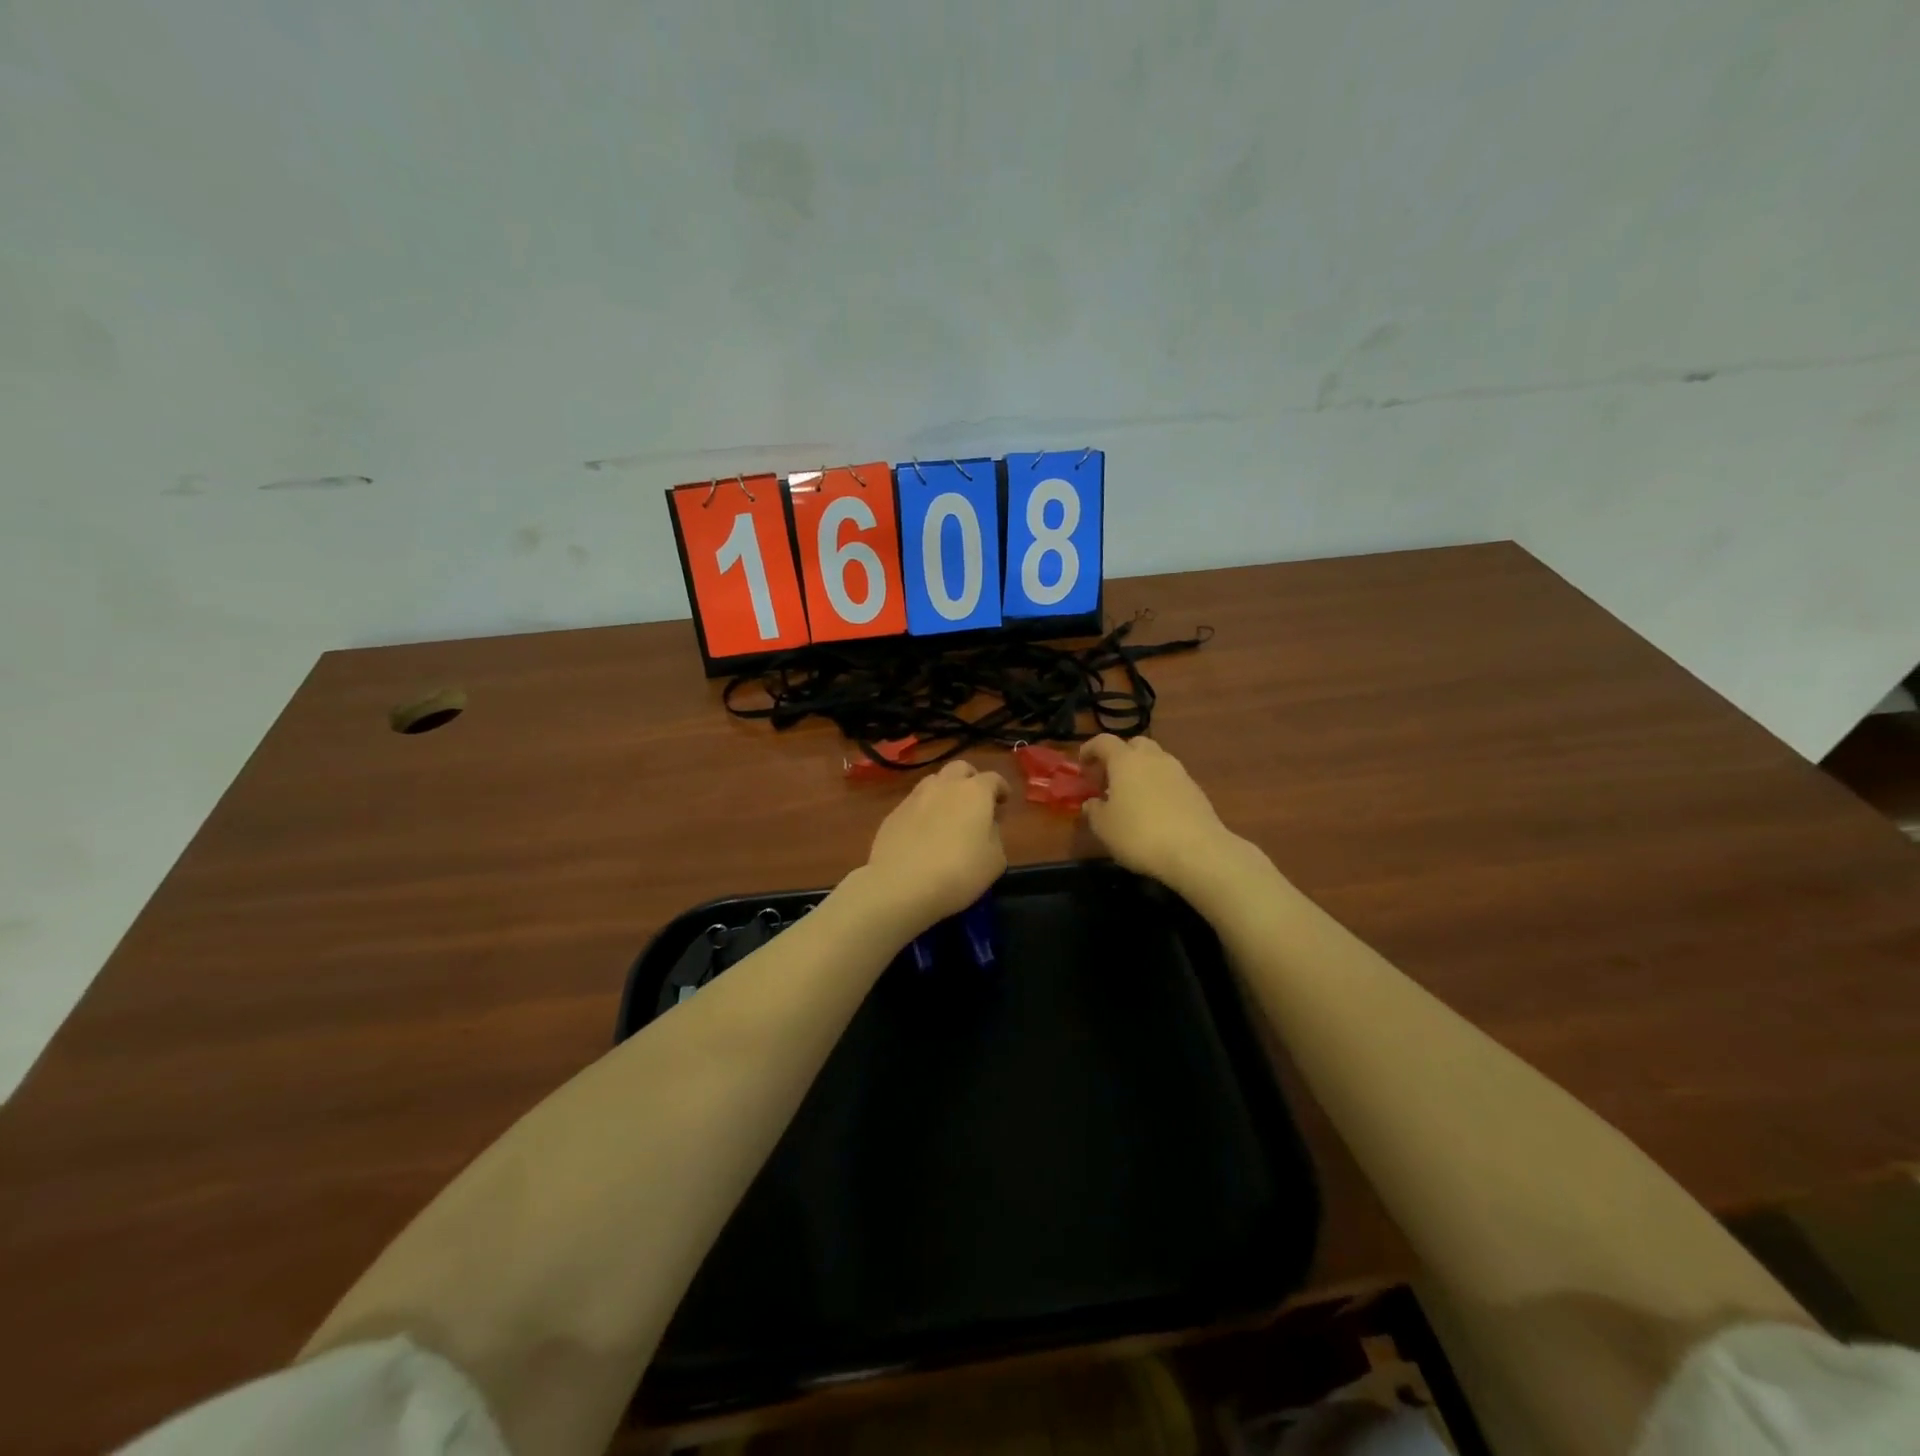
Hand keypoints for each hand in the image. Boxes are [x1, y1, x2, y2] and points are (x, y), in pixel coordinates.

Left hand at [860, 760, 1009, 934]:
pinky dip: (924, 810)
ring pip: (934, 781)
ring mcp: (915, 797)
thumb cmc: (958, 872)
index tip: (1003, 801)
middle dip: (971, 779)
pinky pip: (914, 803)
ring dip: (945, 791)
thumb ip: (995, 836)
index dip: (1001, 788)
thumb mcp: (994, 860)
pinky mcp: (893, 813)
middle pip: (960, 768)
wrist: (900, 884)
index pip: (993, 778)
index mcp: (974, 792)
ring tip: (948, 814)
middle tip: (976, 800)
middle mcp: (944, 786)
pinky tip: (924, 832)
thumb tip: (986, 826)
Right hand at [1079, 736, 1239, 895]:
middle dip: (1120, 756)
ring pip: (1155, 761)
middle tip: (1109, 779)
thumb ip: (1094, 810)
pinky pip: (1170, 779)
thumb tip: (1092, 802)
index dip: (1090, 749)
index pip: (1103, 741)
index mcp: (1125, 760)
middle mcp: (1153, 758)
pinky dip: (1158, 787)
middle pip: (1134, 745)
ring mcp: (1178, 772)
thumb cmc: (1139, 834)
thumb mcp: (1104, 827)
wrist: (1196, 851)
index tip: (1082, 764)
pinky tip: (1155, 811)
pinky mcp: (1195, 790)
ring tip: (1132, 797)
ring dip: (1141, 772)